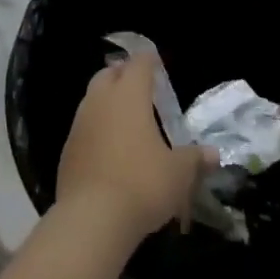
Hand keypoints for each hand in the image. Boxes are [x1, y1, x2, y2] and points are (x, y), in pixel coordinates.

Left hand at [57, 52, 211, 243]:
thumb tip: (213, 154)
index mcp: (129, 96)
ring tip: (125, 117)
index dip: (148, 61)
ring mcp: (79, 124)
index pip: (138, 64)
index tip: (156, 63)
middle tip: (139, 86)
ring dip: (106, 101)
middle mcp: (100, 101)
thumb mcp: (179, 173)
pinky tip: (108, 147)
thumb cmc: (142, 184)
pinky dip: (96, 128)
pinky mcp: (67, 149)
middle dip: (122, 75)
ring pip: (92, 99)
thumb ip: (195, 159)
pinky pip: (83, 127)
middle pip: (108, 75)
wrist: (92, 217)